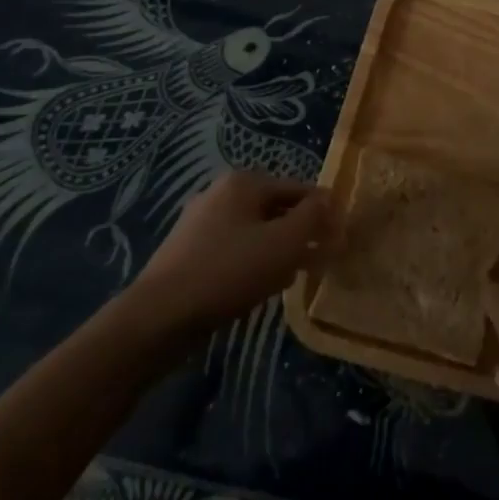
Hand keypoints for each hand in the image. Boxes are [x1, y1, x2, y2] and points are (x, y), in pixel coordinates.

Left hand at [134, 171, 329, 328]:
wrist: (159, 317)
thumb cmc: (229, 271)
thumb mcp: (283, 242)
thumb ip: (312, 217)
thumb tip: (330, 199)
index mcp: (243, 182)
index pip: (298, 189)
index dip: (322, 212)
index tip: (339, 240)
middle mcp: (220, 193)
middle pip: (276, 209)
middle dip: (300, 232)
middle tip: (321, 259)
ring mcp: (200, 223)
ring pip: (255, 231)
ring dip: (279, 250)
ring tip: (296, 276)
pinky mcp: (188, 252)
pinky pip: (234, 250)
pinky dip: (254, 262)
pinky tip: (261, 287)